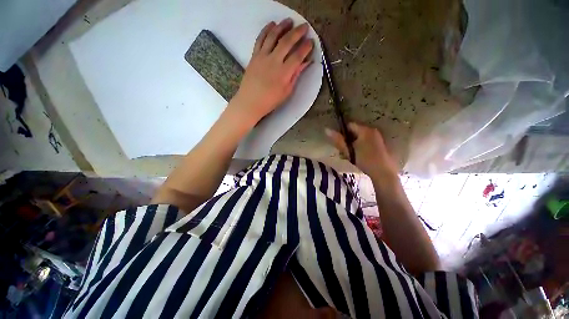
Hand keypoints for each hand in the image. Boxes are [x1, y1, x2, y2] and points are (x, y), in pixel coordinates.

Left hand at [231, 18, 313, 124]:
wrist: (250, 102)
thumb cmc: (270, 101)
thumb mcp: (286, 92)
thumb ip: (295, 76)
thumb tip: (305, 63)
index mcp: (284, 73)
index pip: (298, 56)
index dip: (306, 47)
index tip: (311, 42)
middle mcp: (274, 61)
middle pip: (287, 42)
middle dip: (298, 32)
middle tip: (304, 26)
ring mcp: (263, 57)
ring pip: (273, 36)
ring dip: (282, 26)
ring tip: (289, 21)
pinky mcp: (254, 56)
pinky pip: (260, 39)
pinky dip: (266, 30)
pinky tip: (272, 25)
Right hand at [325, 123, 398, 176]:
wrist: (384, 173)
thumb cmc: (365, 161)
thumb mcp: (349, 151)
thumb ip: (338, 141)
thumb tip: (326, 129)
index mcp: (365, 130)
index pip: (349, 125)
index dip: (342, 133)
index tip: (340, 143)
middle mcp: (372, 130)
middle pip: (355, 131)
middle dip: (347, 139)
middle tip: (344, 151)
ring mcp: (377, 137)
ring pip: (360, 137)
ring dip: (353, 143)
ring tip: (350, 155)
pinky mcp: (380, 143)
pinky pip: (366, 141)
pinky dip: (360, 146)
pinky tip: (359, 155)